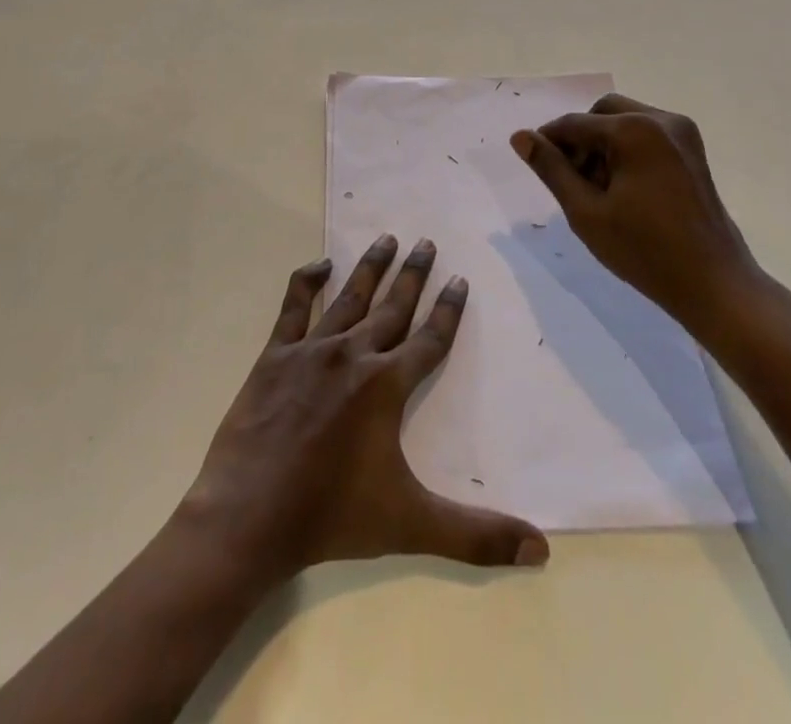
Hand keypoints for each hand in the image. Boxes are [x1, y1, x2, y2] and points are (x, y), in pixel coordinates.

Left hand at [179, 235, 548, 584]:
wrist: (249, 516)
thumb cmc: (332, 517)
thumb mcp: (411, 525)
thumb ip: (476, 536)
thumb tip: (541, 552)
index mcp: (386, 386)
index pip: (430, 339)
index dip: (448, 310)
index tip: (460, 279)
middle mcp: (354, 355)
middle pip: (394, 307)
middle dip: (414, 274)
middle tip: (426, 242)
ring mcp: (312, 350)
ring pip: (350, 297)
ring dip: (371, 268)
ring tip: (387, 238)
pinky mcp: (275, 355)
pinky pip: (294, 306)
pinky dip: (307, 281)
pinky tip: (320, 264)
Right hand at [510, 94, 773, 338]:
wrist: (714, 283)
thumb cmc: (644, 250)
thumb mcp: (586, 211)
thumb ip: (551, 169)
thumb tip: (520, 136)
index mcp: (634, 130)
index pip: (575, 124)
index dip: (548, 141)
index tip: (534, 164)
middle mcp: (661, 120)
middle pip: (602, 113)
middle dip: (581, 139)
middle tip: (571, 180)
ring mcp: (682, 133)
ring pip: (625, 121)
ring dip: (603, 143)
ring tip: (597, 189)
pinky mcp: (692, 150)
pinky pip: (647, 134)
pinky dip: (627, 149)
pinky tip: (623, 188)